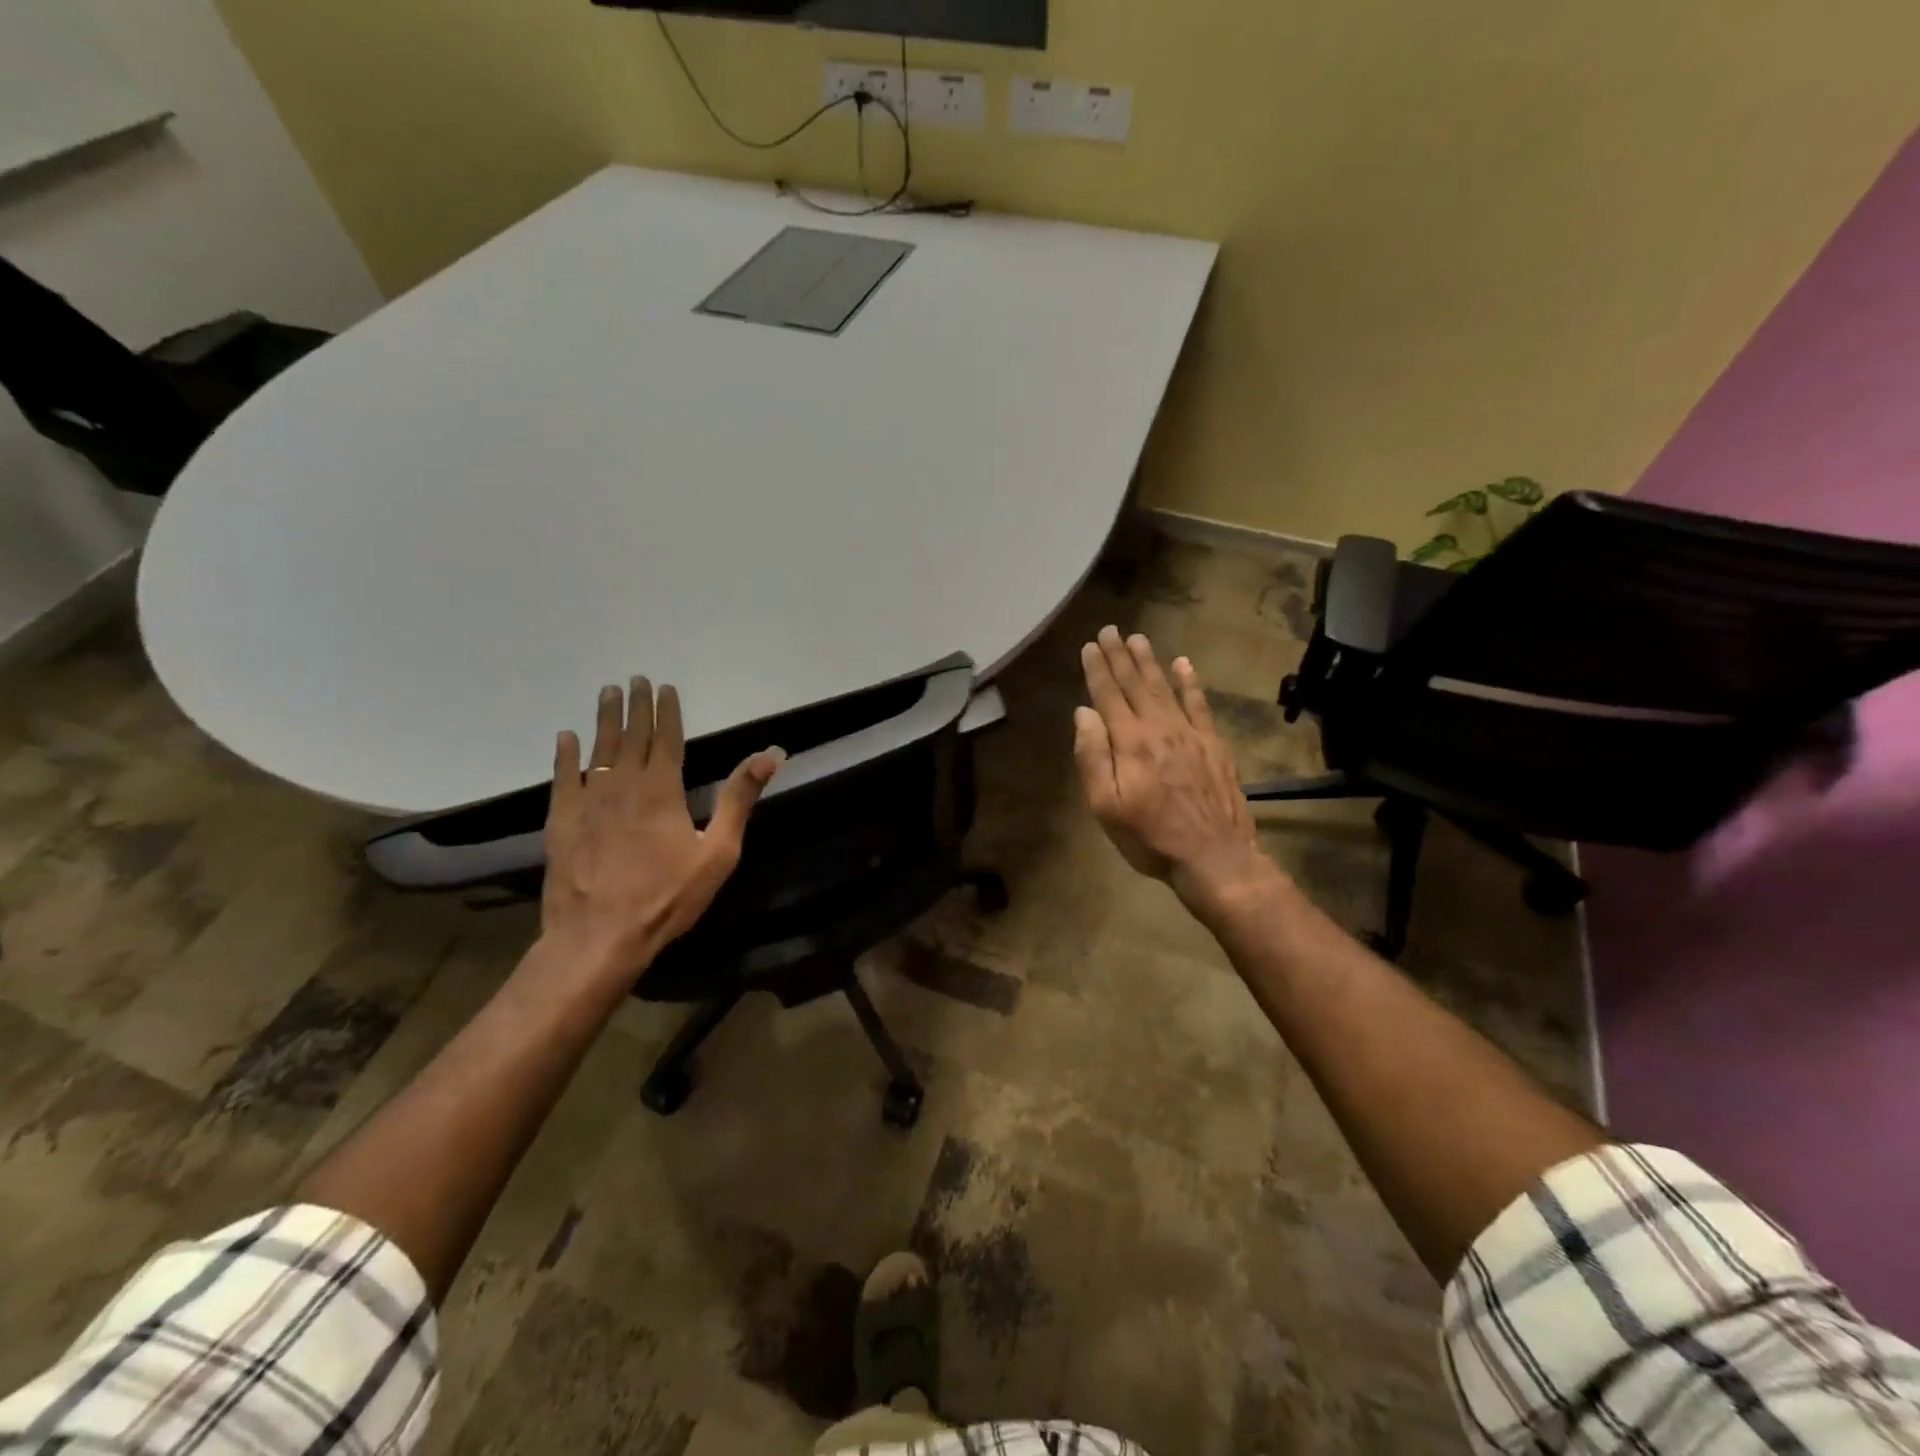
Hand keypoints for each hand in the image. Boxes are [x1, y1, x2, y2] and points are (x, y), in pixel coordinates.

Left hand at [540, 678, 782, 983]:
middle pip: (631, 736)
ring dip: (603, 720)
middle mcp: (624, 784)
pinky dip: (565, 755)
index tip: (664, 687)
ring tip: (606, 693)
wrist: (599, 936)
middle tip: (634, 680)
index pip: (667, 739)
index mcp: (663, 789)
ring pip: (598, 749)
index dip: (667, 711)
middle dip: (635, 706)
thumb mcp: (718, 851)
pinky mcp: (562, 821)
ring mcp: (588, 801)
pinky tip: (566, 738)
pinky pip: (563, 778)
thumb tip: (768, 754)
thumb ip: (739, 799)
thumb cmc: (667, 896)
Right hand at [1074, 627, 1273, 908]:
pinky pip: (1200, 704)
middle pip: (1136, 685)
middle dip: (1120, 656)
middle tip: (1111, 630)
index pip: (1108, 696)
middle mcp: (1158, 728)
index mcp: (1129, 743)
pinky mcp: (1213, 744)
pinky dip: (1191, 682)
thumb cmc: (1150, 837)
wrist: (1213, 856)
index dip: (1097, 669)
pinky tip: (1184, 664)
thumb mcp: (1105, 806)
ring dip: (1150, 662)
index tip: (1090, 645)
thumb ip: (1093, 757)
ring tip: (1138, 638)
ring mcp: (1189, 734)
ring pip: (1165, 687)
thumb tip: (1084, 713)